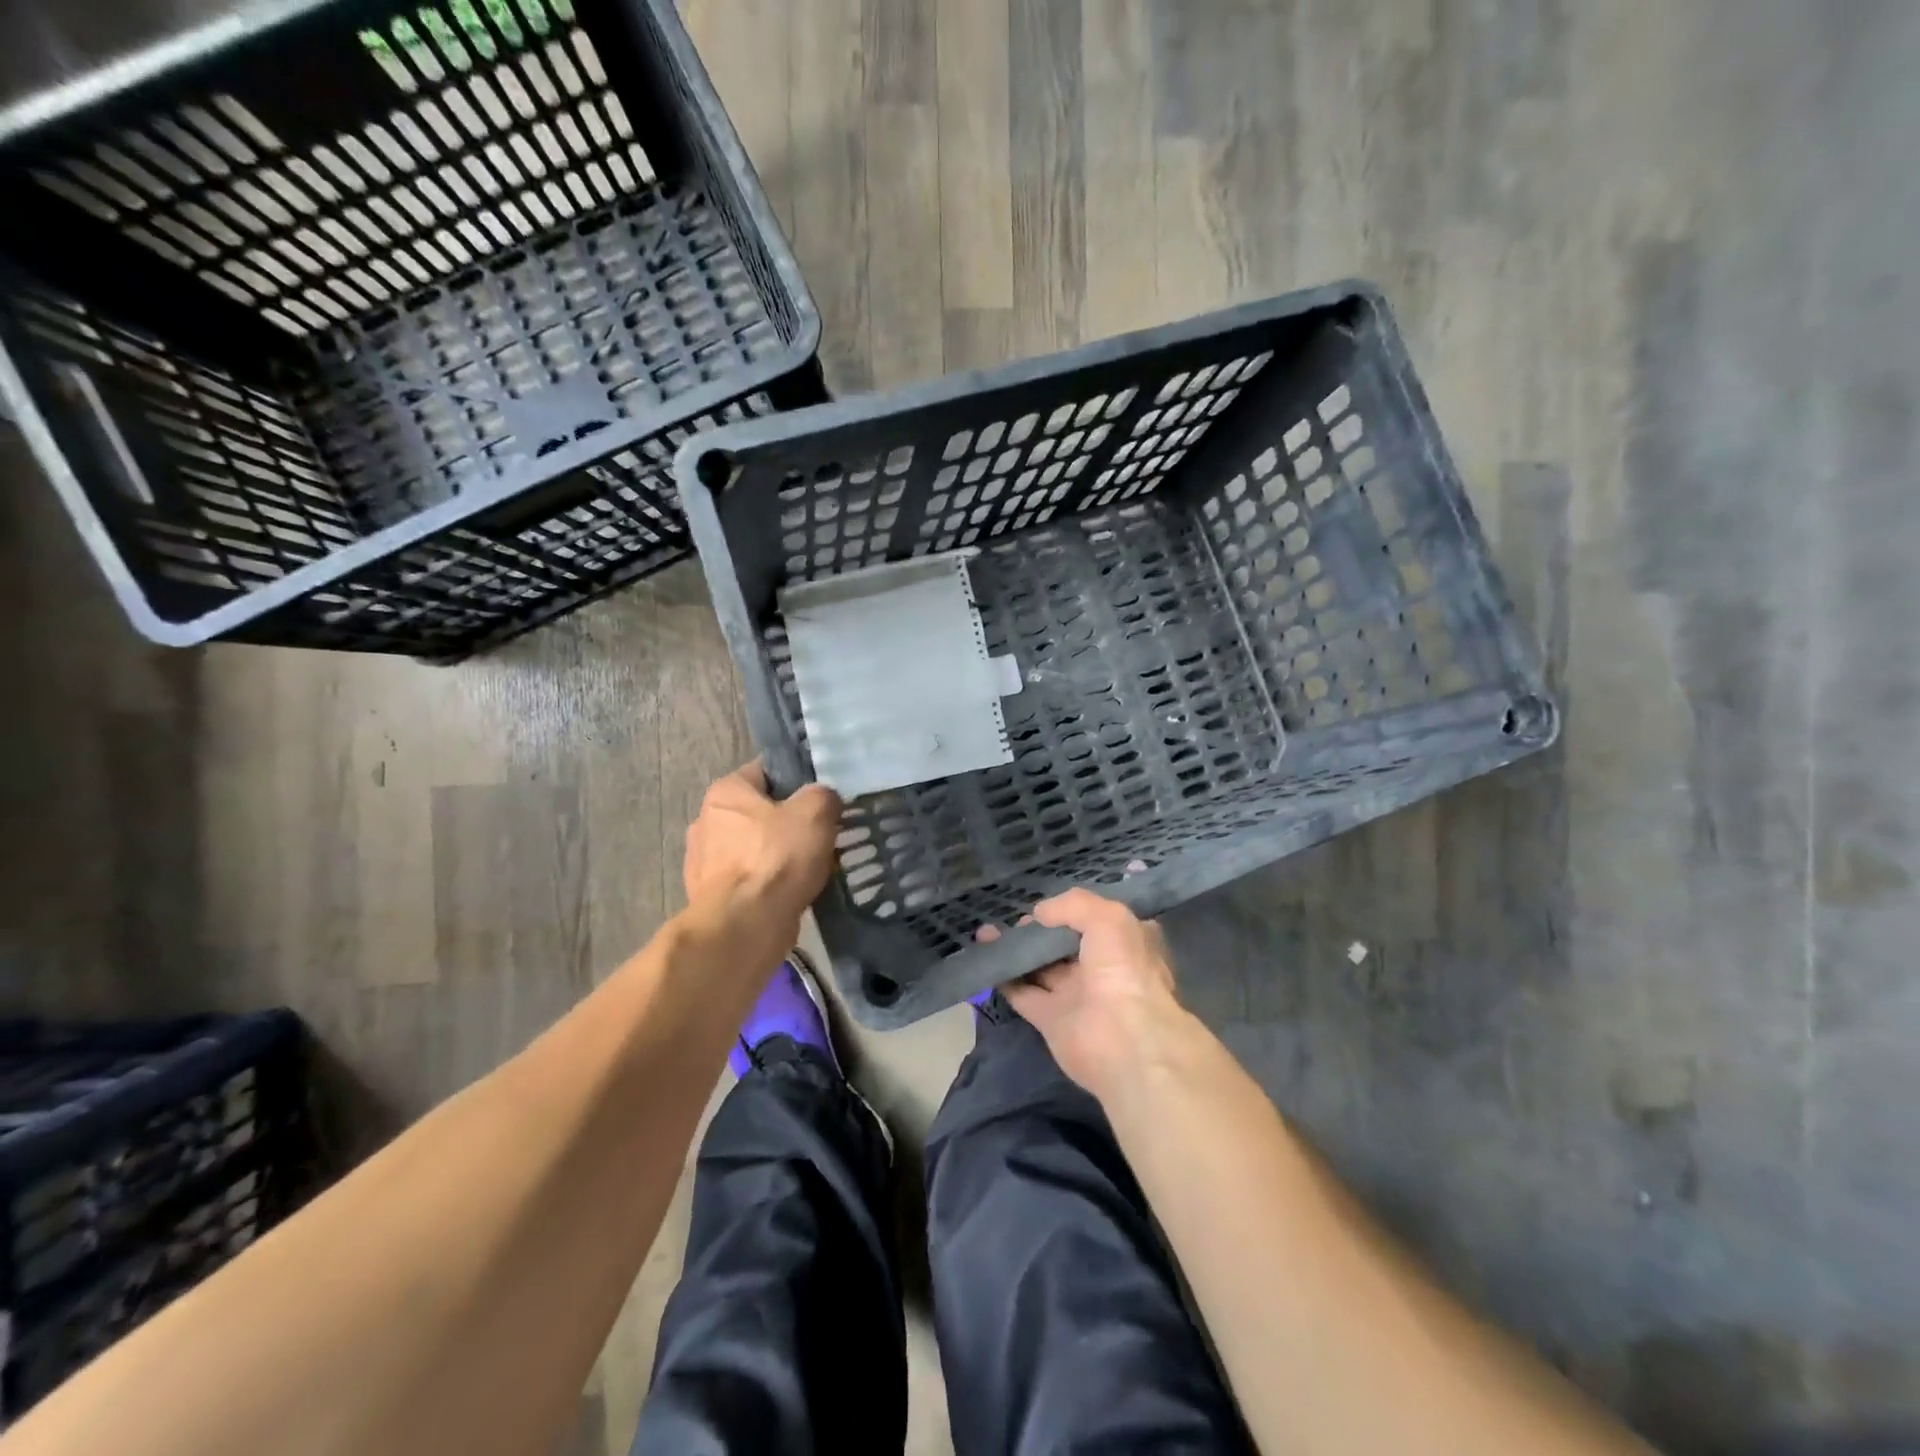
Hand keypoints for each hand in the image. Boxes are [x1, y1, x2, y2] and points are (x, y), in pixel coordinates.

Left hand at [683, 763, 840, 947]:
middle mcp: (707, 820)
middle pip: (759, 812)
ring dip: (777, 856)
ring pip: (754, 848)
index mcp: (726, 791)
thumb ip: (823, 795)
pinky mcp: (709, 896)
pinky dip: (767, 884)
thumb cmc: (776, 859)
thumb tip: (823, 800)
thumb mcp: (816, 812)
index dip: (797, 780)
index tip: (822, 798)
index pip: (766, 772)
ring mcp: (704, 861)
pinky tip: (790, 892)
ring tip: (810, 867)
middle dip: (787, 822)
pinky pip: (748, 880)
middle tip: (820, 834)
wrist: (743, 926)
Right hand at [1000, 888, 1185, 1102]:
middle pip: (1065, 944)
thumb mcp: (1108, 918)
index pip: (1098, 920)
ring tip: (986, 931)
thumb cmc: (1124, 971)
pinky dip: (1005, 977)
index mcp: (1126, 944)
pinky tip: (986, 957)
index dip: (1074, 911)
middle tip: (1015, 920)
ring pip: (1041, 966)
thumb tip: (1040, 914)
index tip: (1048, 905)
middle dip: (1040, 930)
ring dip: (1016, 949)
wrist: (1126, 1044)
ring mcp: (1077, 995)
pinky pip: (1023, 993)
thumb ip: (1072, 905)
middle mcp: (1103, 968)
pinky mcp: (1052, 1020)